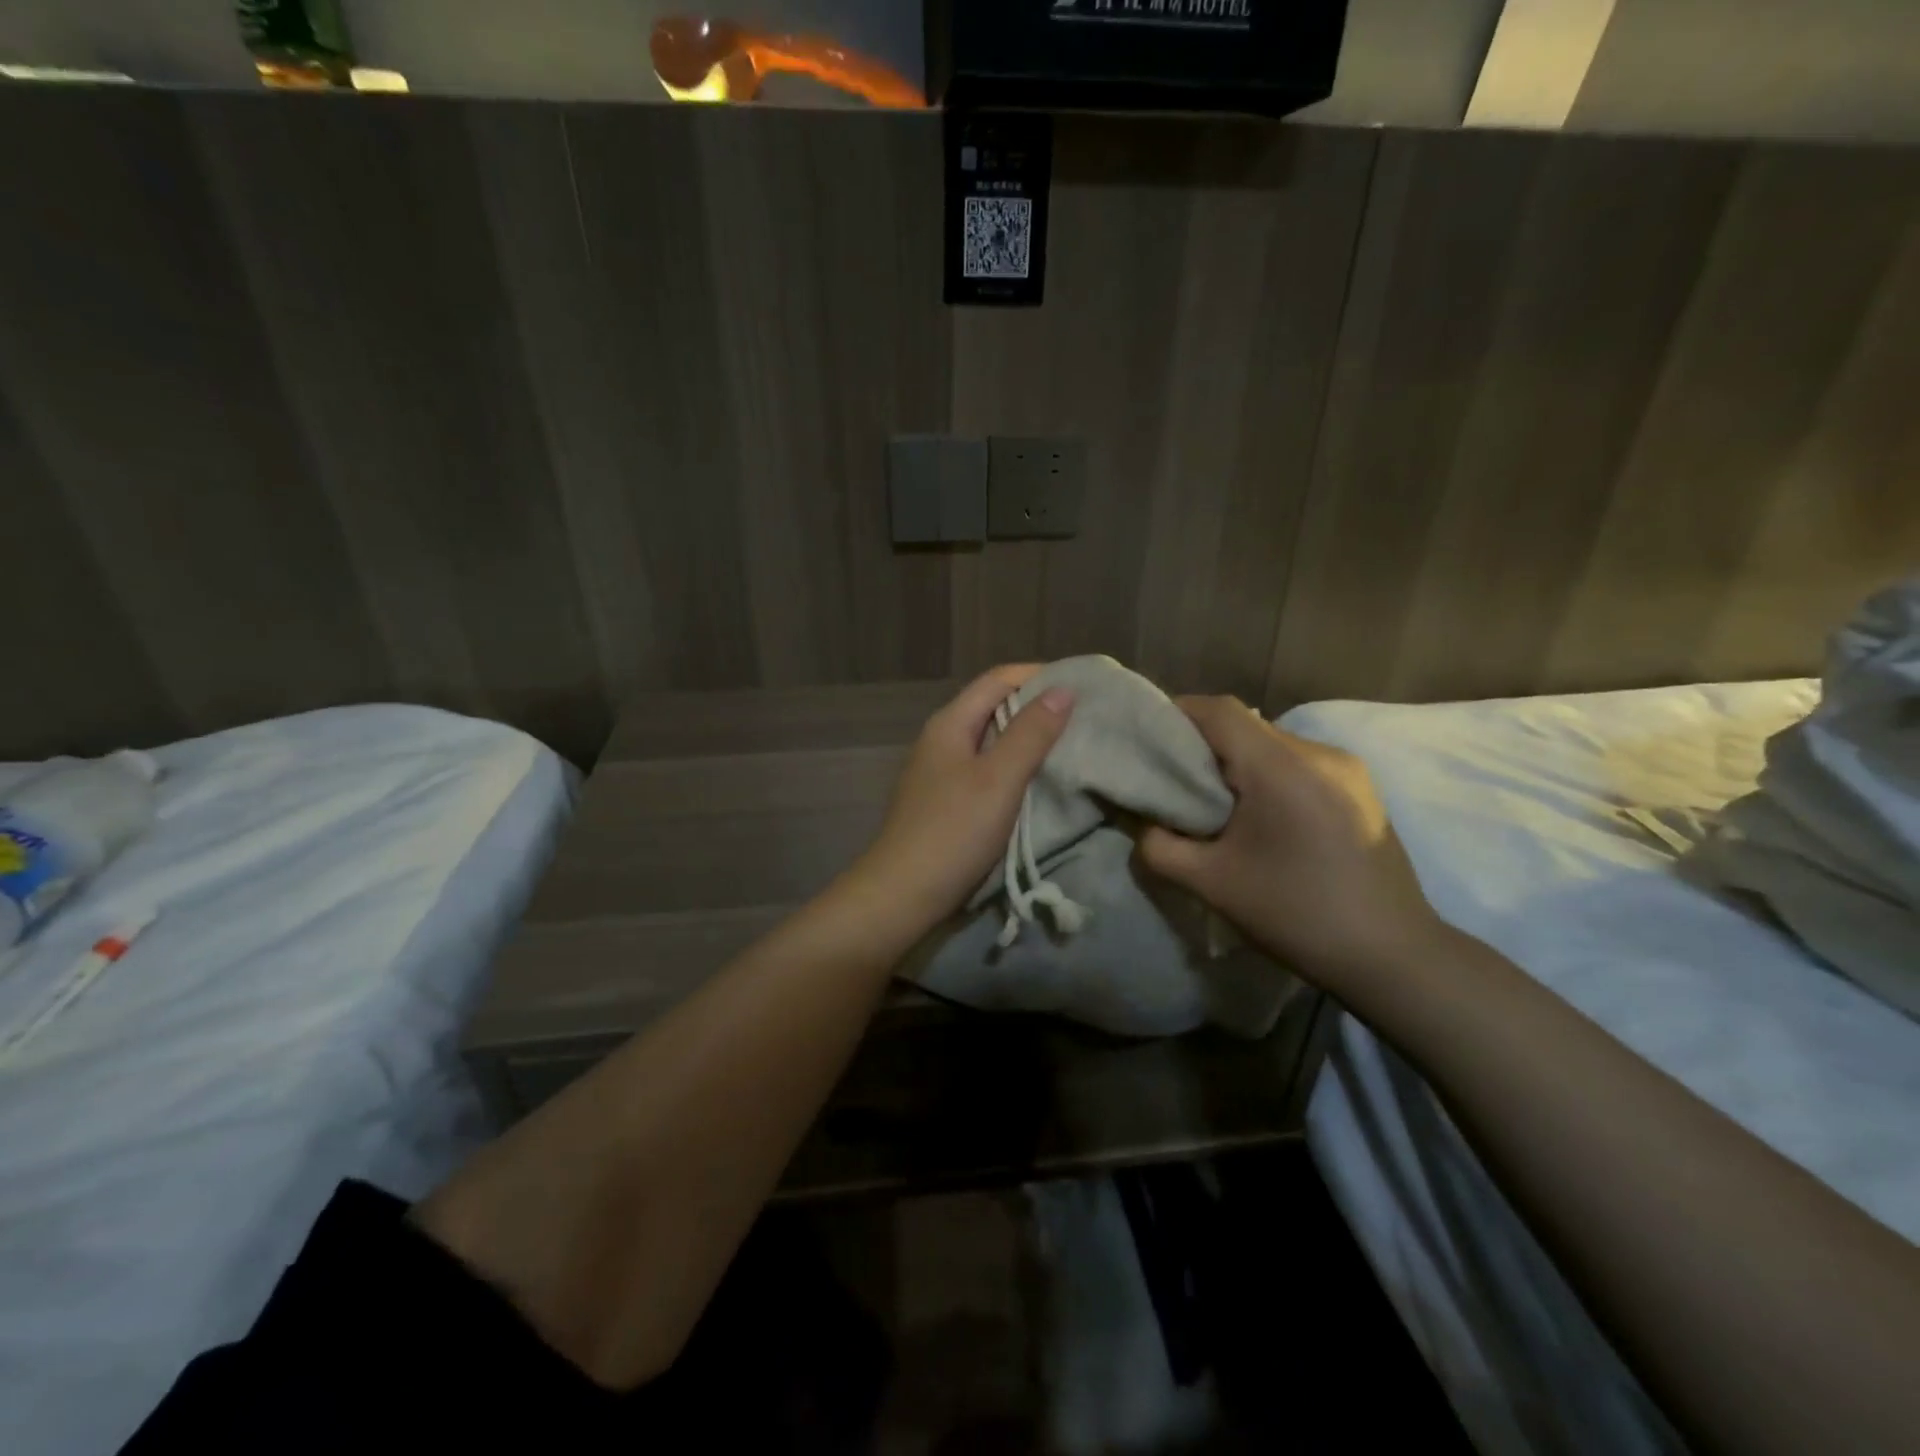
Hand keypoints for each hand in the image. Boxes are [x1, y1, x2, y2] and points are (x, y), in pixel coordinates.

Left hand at [848, 666, 1074, 931]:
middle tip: (1083, 717)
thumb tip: (1062, 689)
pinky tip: (1038, 782)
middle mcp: (942, 739)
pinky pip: (986, 769)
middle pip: (993, 707)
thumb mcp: (999, 779)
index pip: (998, 679)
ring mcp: (941, 771)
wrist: (903, 894)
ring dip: (1027, 739)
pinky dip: (1014, 767)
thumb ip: (1031, 733)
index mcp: (950, 723)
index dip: (1039, 675)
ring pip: (991, 740)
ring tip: (1070, 746)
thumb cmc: (954, 831)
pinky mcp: (946, 801)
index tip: (1081, 685)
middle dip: (1037, 706)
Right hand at [1139, 697, 1443, 985]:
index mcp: (1280, 766)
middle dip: (1203, 744)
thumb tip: (1145, 825)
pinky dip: (1267, 775)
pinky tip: (1258, 816)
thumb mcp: (1211, 884)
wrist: (1392, 956)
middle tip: (1172, 779)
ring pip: (1272, 744)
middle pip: (1245, 725)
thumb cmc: (1296, 914)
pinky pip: (1298, 763)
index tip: (1147, 739)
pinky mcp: (1360, 789)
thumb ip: (1160, 847)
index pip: (1218, 710)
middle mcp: (1318, 753)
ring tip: (1213, 802)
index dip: (1177, 714)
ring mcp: (1347, 768)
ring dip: (1237, 762)